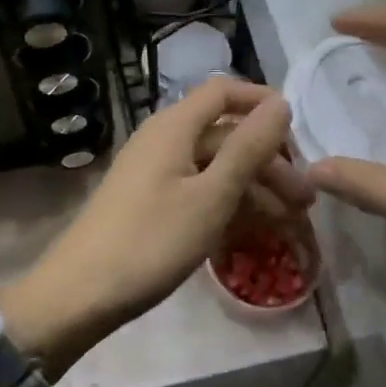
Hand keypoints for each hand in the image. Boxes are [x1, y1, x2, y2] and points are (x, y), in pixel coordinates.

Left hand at [4, 77, 293, 376]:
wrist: (80, 294)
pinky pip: (198, 191)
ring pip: (214, 167)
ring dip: (253, 189)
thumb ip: (248, 147)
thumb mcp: (211, 196)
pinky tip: (254, 234)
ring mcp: (155, 172)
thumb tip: (280, 102)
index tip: (299, 132)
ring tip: (290, 224)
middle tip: (305, 201)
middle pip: (225, 135)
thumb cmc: (151, 240)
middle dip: (268, 162)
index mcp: (175, 126)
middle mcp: (164, 139)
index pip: (224, 92)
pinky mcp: (150, 203)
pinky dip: (228, 206)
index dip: (261, 102)